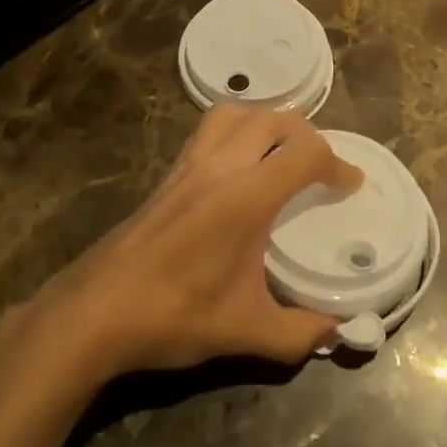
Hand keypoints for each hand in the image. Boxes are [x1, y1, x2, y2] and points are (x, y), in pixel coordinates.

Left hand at [37, 106, 361, 379]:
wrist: (96, 309)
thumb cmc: (174, 315)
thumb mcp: (246, 331)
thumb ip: (299, 332)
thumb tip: (337, 331)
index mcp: (246, 196)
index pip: (304, 153)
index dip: (337, 162)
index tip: (350, 184)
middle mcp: (219, 166)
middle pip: (271, 118)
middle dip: (306, 134)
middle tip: (320, 165)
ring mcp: (188, 165)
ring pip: (233, 113)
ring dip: (265, 121)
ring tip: (280, 152)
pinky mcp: (167, 174)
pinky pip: (208, 130)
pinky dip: (235, 131)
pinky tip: (237, 168)